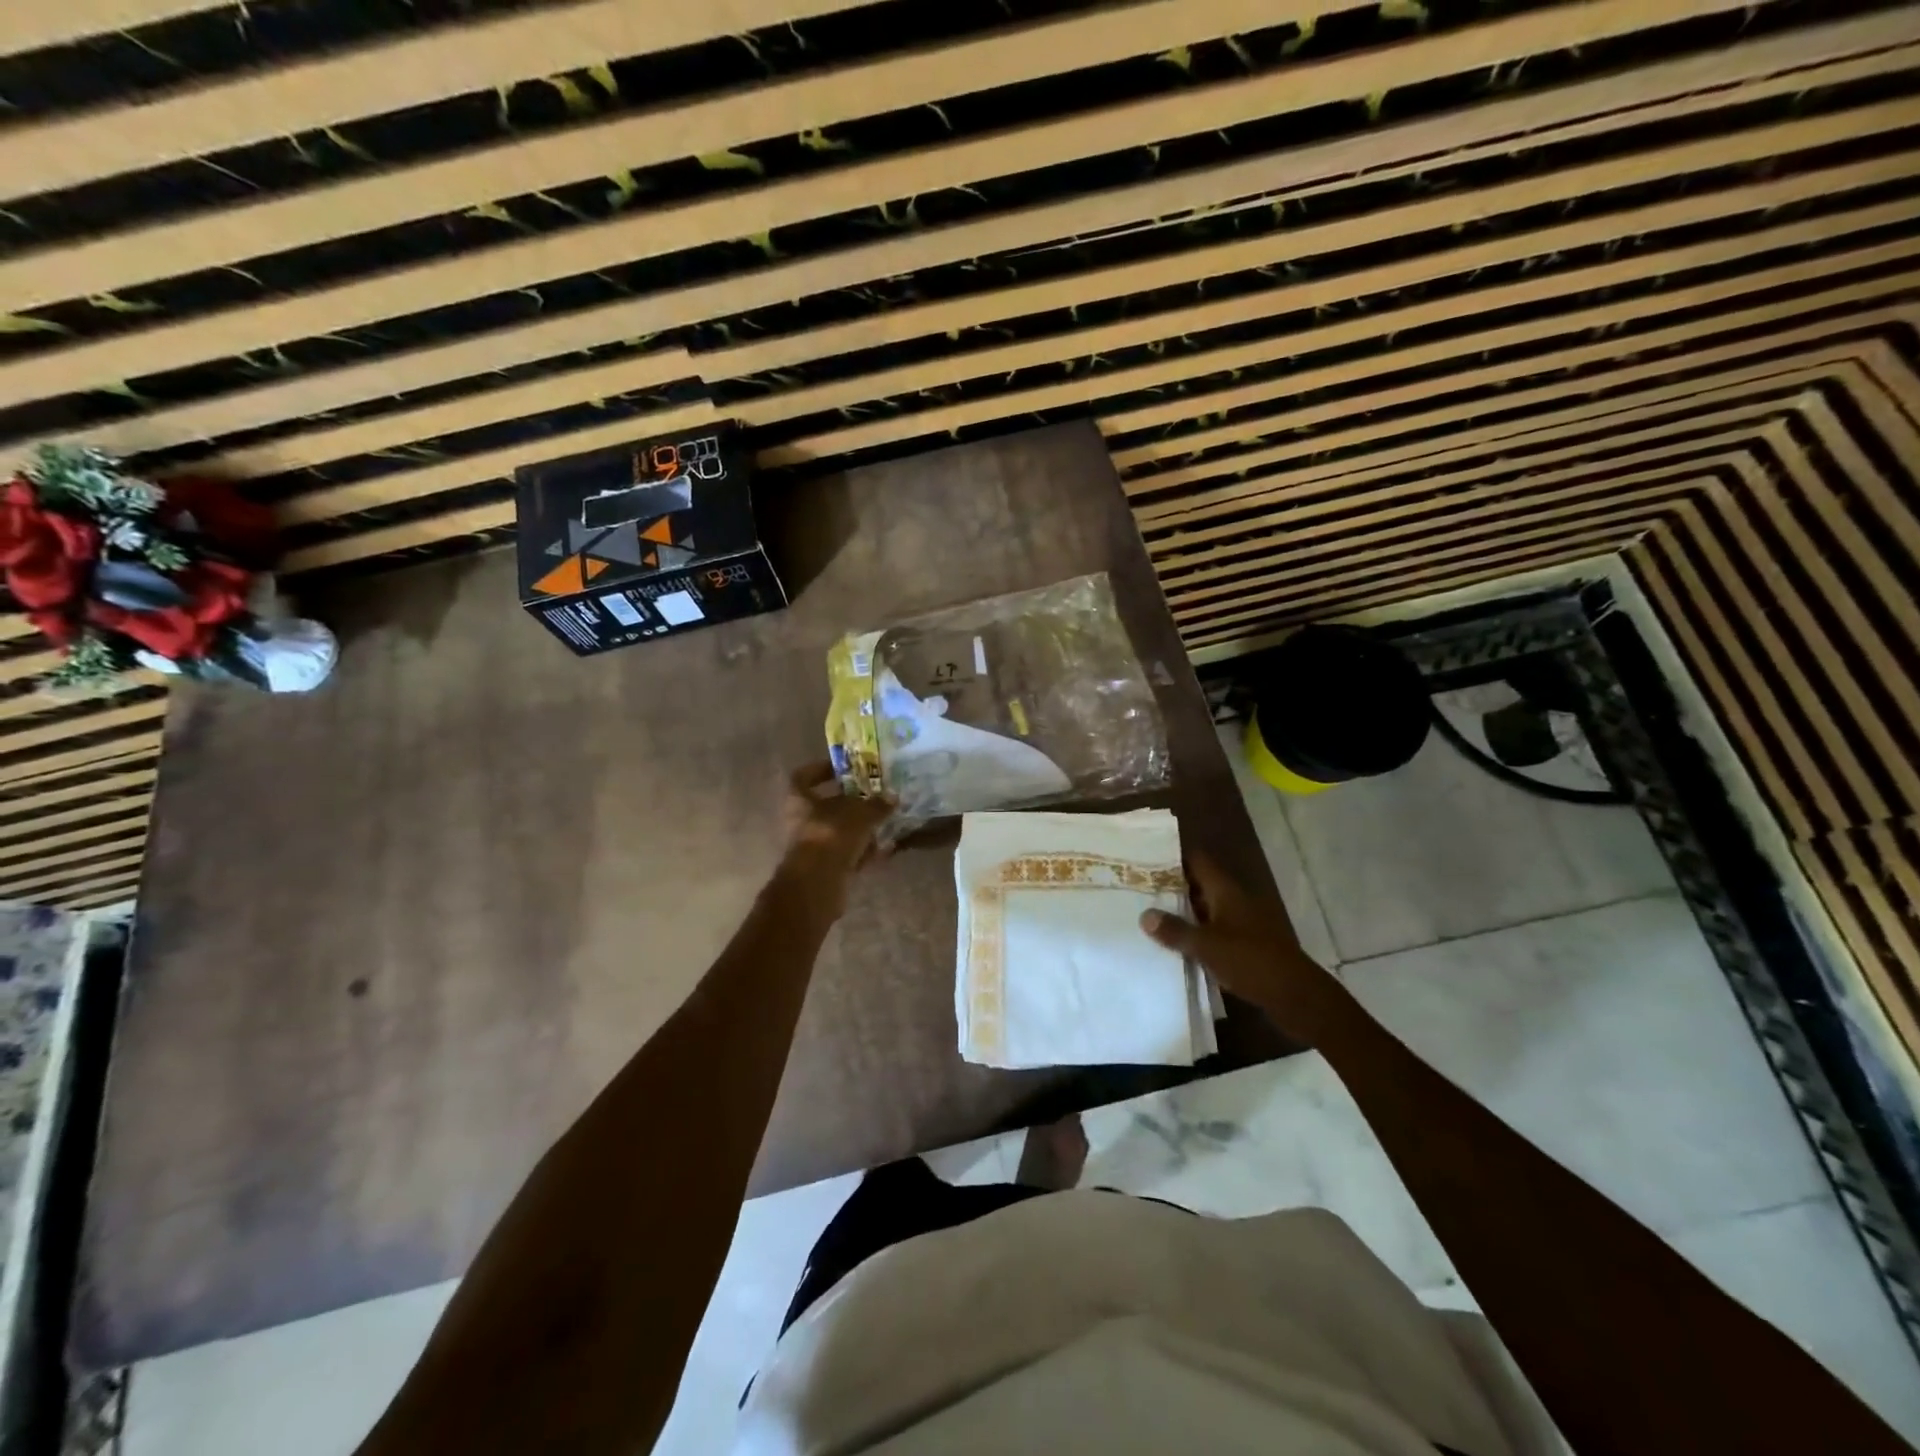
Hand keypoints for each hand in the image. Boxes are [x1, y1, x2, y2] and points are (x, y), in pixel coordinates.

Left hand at [779, 762, 893, 915]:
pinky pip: (848, 854)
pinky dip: (864, 852)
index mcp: (800, 800)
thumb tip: (892, 797)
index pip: (803, 776)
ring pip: (839, 831)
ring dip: (861, 828)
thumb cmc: (832, 835)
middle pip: (826, 806)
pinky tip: (886, 849)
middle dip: (851, 802)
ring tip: (886, 821)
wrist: (818, 883)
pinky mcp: (826, 868)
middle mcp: (802, 821)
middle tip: (874, 796)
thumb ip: (877, 805)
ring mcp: (813, 846)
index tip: (842, 769)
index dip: (820, 769)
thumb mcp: (860, 814)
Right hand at [1140, 853, 1349, 1043]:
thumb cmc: (1250, 961)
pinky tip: (1175, 944)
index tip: (1145, 859)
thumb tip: (1145, 915)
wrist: (1296, 996)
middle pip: (1200, 884)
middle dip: (1172, 886)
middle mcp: (1234, 901)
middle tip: (1139, 889)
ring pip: (1206, 909)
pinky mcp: (1246, 945)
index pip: (1197, 861)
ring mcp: (1242, 923)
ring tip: (1149, 915)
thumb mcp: (1206, 946)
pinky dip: (1196, 934)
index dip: (1173, 857)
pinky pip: (1214, 931)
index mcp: (1226, 891)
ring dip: (1183, 912)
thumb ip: (1175, 930)